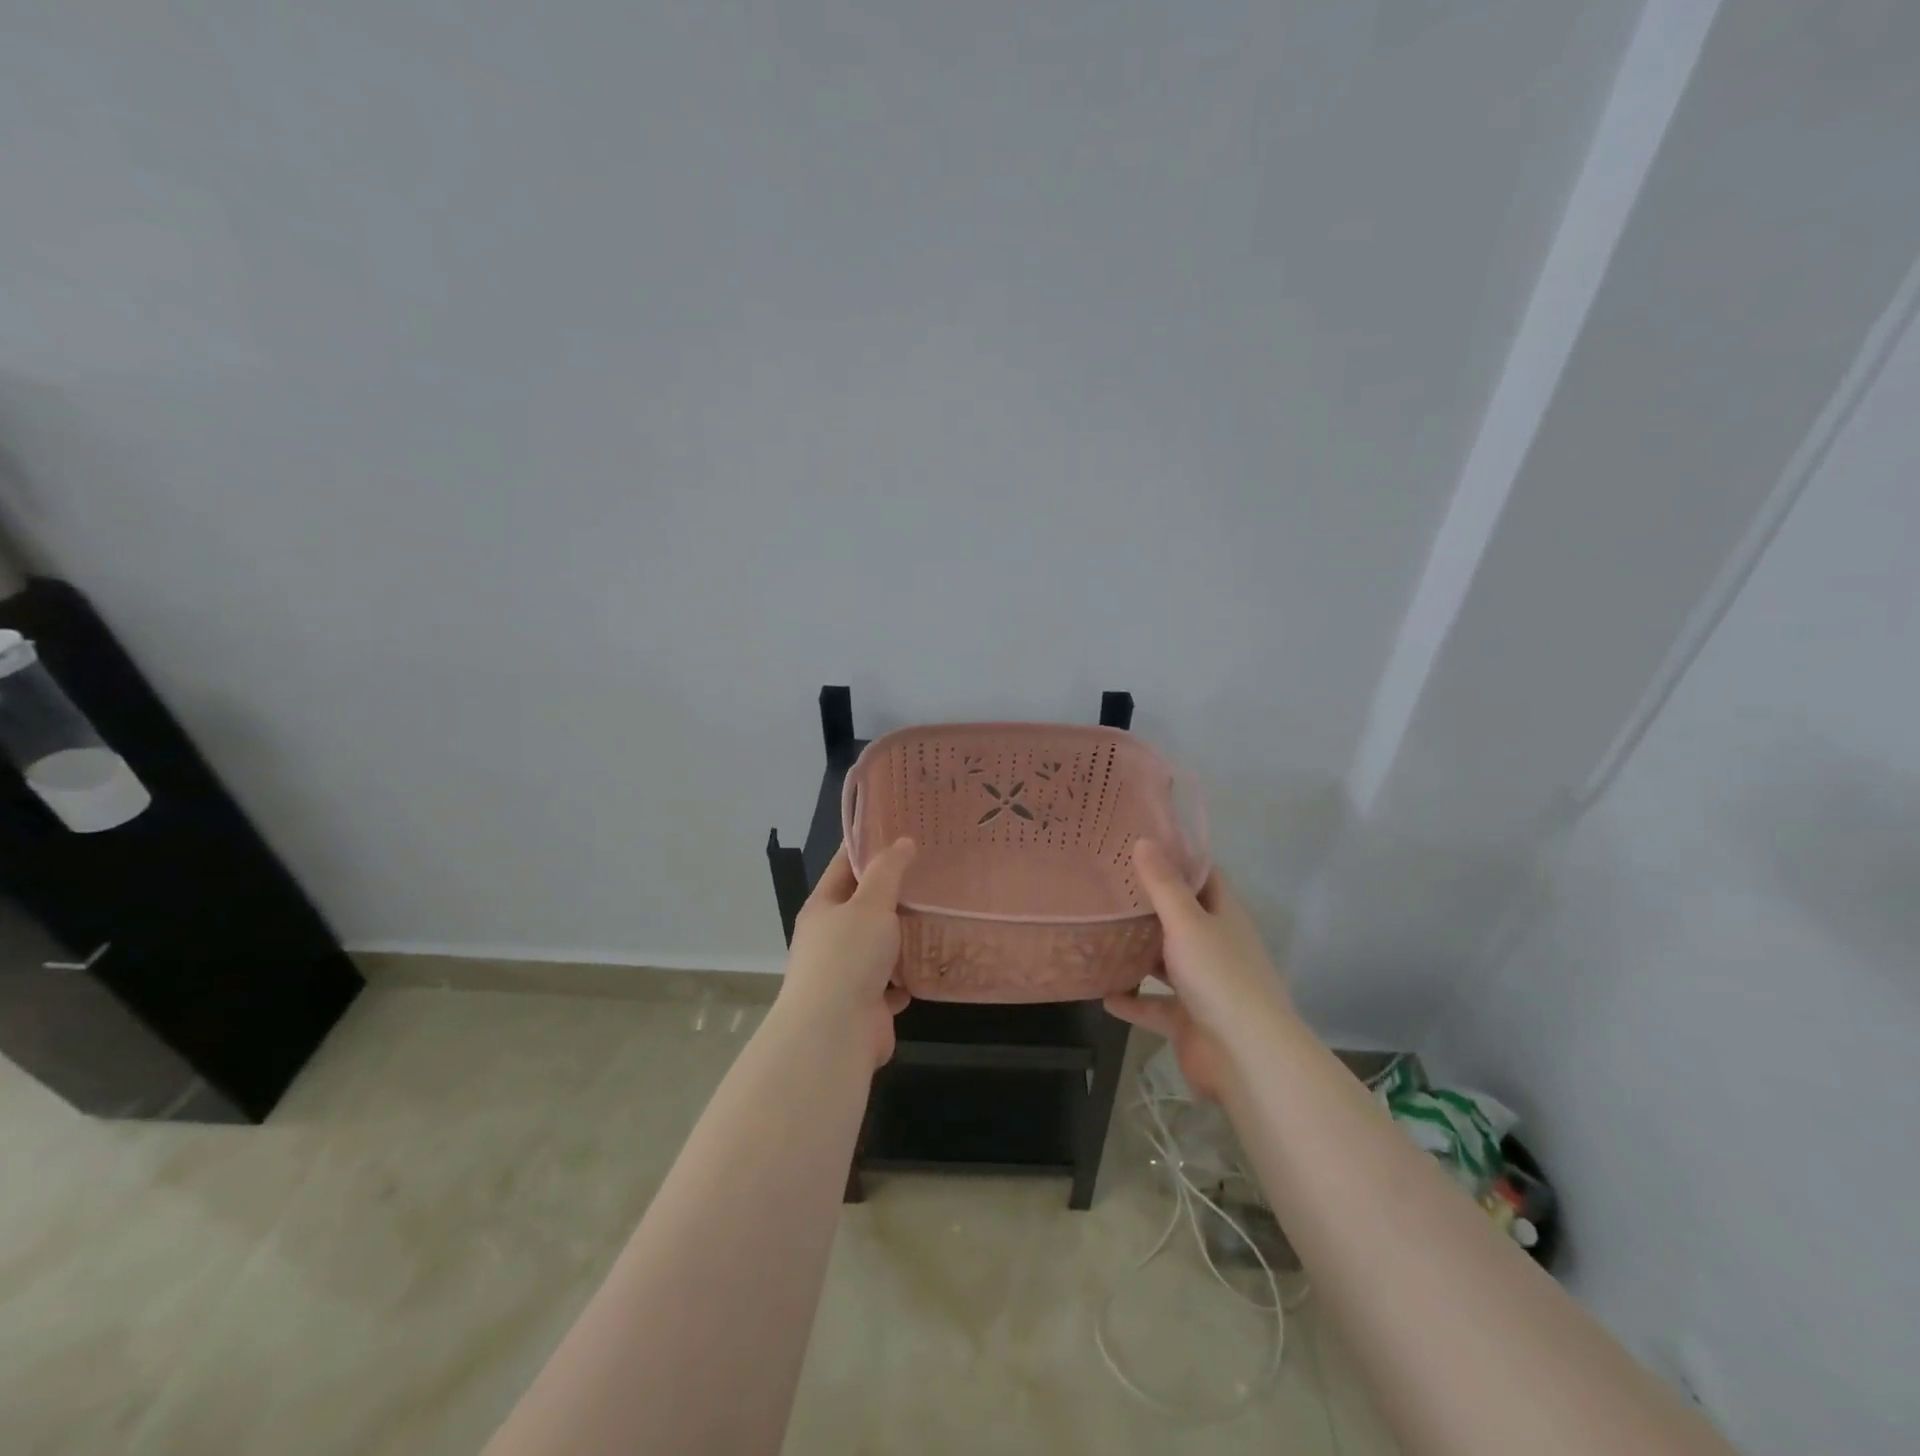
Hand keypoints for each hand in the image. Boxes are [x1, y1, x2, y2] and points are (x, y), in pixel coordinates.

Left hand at [778, 839, 916, 1067]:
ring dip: (906, 935)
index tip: (900, 830)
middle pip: (864, 906)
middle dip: (895, 892)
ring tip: (943, 912)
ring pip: (881, 945)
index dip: (869, 847)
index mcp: (823, 908)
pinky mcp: (867, 1003)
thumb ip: (888, 871)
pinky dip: (911, 973)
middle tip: (933, 870)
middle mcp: (831, 938)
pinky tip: (937, 959)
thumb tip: (902, 842)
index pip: (845, 866)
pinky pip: (894, 981)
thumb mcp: (870, 903)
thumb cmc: (848, 956)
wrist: (835, 1033)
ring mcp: (847, 973)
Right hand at [1103, 840, 1287, 1101]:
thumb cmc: (1219, 977)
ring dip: (1138, 953)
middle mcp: (1216, 947)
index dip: (1179, 861)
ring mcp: (1203, 986)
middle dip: (1149, 906)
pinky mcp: (1187, 1020)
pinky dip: (1131, 1001)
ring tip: (1099, 934)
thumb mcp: (1187, 923)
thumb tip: (1144, 840)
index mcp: (1224, 917)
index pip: (1204, 878)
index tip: (1142, 846)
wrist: (1245, 1057)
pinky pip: (1153, 1006)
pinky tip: (1103, 994)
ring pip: (1165, 962)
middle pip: (1181, 919)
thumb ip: (1163, 885)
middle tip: (1107, 886)